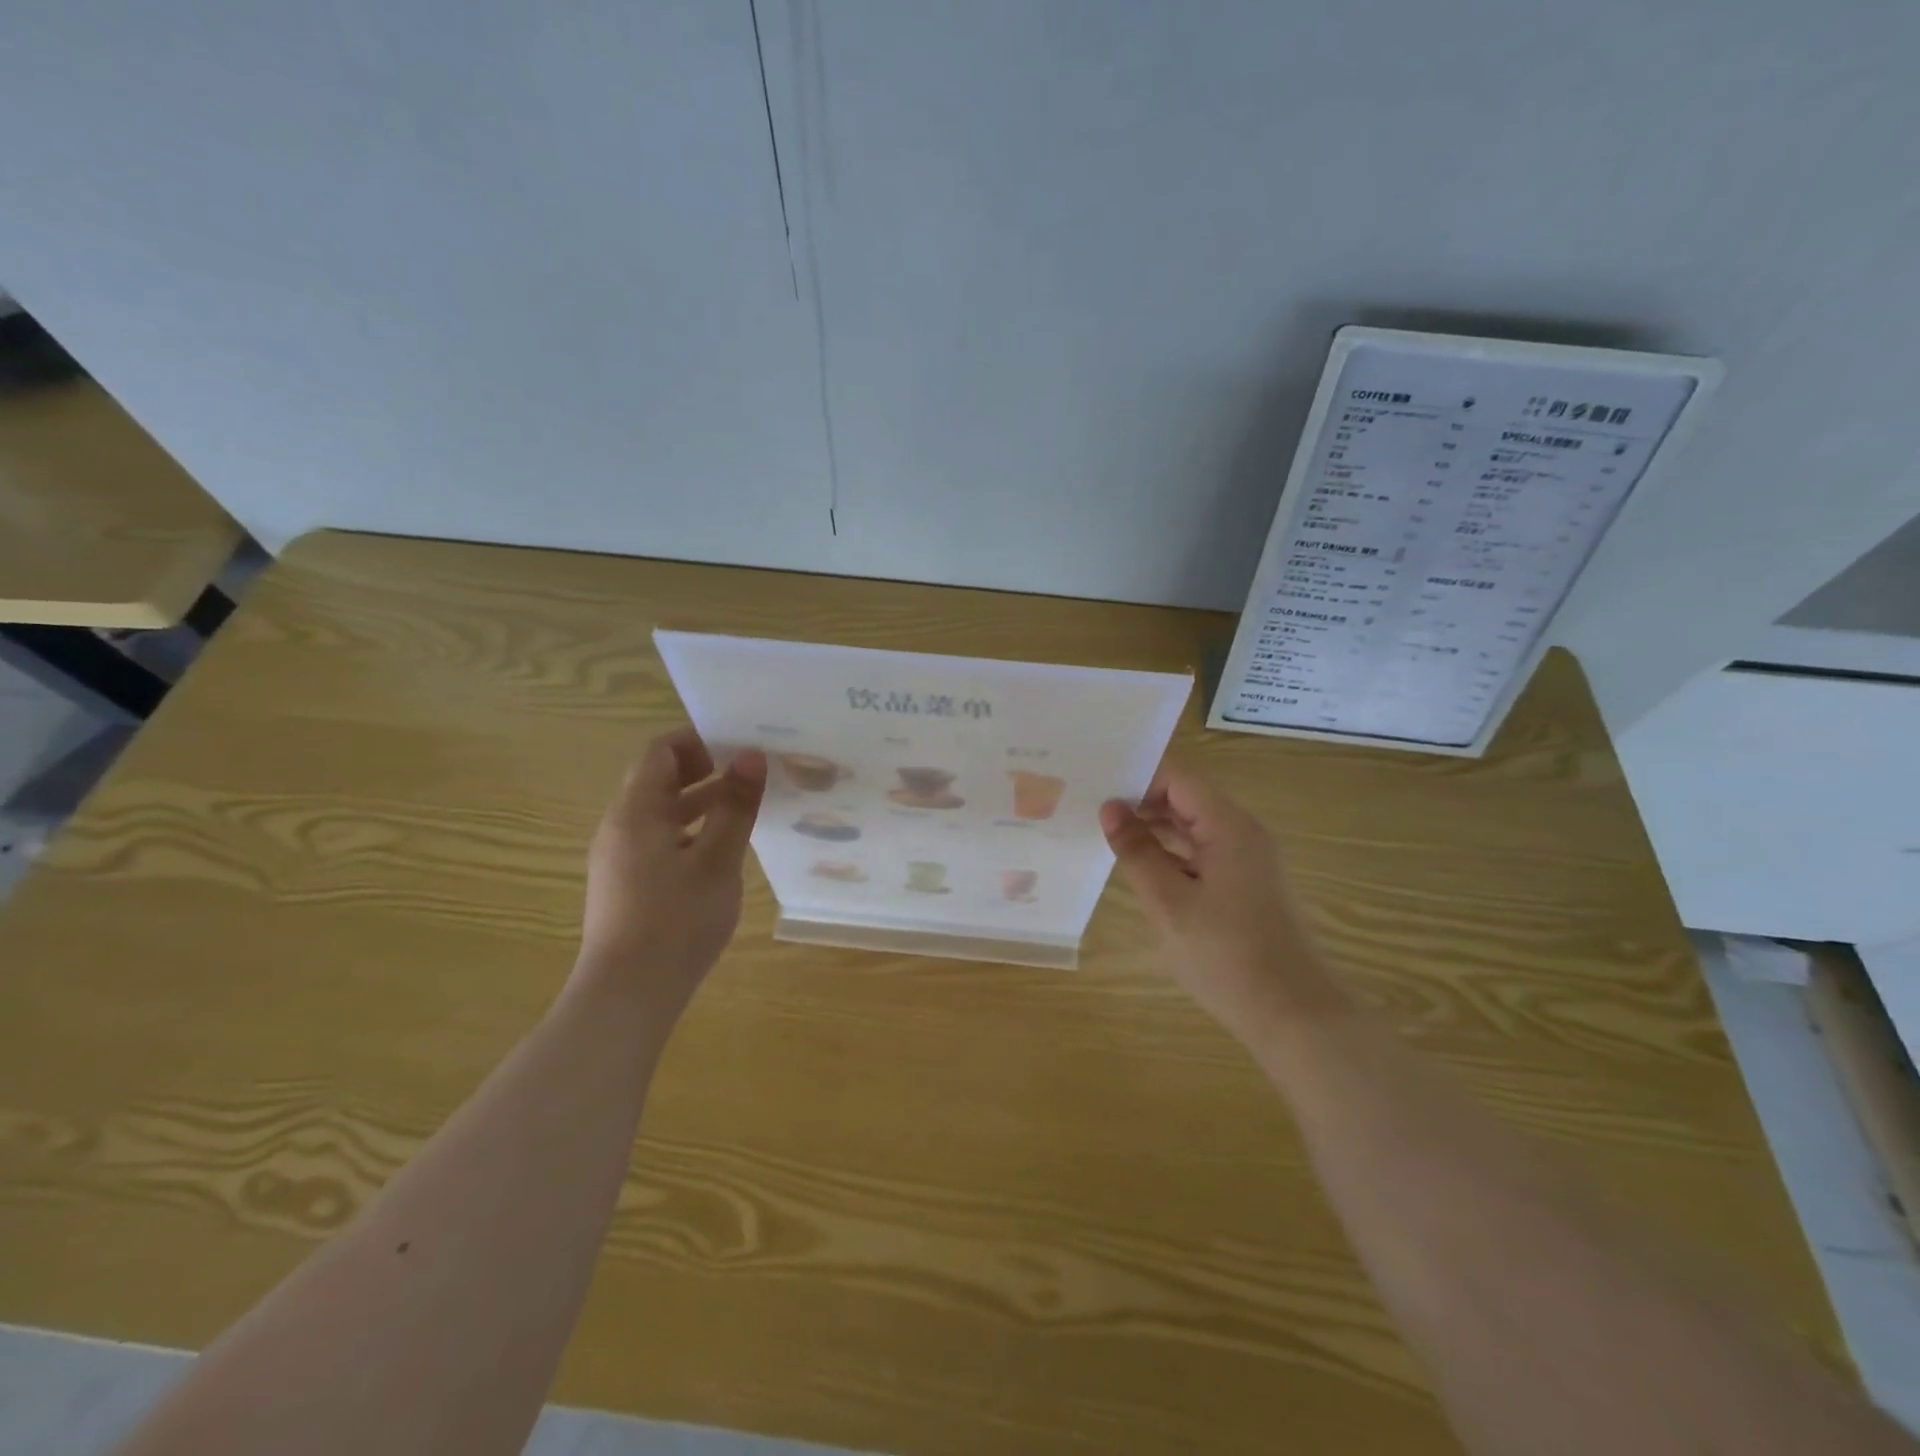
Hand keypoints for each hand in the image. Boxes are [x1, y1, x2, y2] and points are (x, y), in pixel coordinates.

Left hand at [577, 727, 766, 1011]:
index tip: (739, 746)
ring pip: (662, 813)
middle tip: (751, 775)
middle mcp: (620, 827)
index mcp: (635, 812)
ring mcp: (620, 858)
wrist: (628, 996)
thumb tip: (751, 756)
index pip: (660, 751)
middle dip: (705, 771)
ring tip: (746, 809)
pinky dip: (691, 832)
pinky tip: (722, 852)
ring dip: (701, 803)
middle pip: (659, 780)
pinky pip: (660, 840)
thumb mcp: (718, 860)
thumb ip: (735, 806)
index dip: (699, 741)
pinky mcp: (627, 885)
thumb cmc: (676, 921)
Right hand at [1100, 764, 1343, 1037]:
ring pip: (1195, 828)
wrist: (1294, 1015)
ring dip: (1156, 830)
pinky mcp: (1249, 887)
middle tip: (1094, 815)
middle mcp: (1244, 833)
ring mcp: (1250, 861)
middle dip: (1142, 803)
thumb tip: (1110, 808)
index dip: (1138, 779)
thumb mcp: (1168, 902)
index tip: (1097, 792)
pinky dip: (1173, 855)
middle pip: (1187, 799)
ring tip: (1111, 840)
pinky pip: (1205, 853)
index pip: (1178, 778)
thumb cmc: (1225, 955)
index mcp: (1229, 826)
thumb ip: (1137, 850)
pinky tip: (1145, 871)